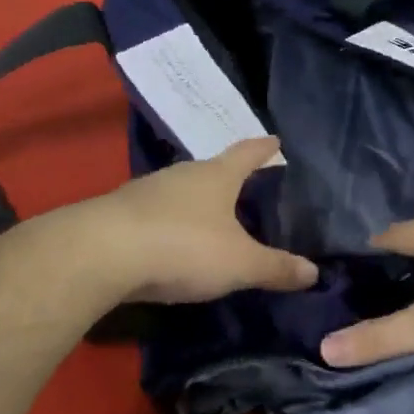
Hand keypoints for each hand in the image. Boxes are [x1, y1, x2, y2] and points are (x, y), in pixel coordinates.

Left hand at [91, 137, 318, 303]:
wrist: (99, 255)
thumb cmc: (183, 247)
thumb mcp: (239, 264)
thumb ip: (276, 268)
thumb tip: (314, 272)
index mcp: (216, 176)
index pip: (247, 153)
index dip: (264, 148)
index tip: (275, 141)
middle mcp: (181, 175)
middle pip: (211, 169)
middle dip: (228, 177)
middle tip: (244, 186)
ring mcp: (145, 192)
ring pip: (179, 191)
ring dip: (194, 201)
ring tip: (208, 216)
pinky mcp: (117, 214)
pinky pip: (153, 214)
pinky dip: (167, 223)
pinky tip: (168, 241)